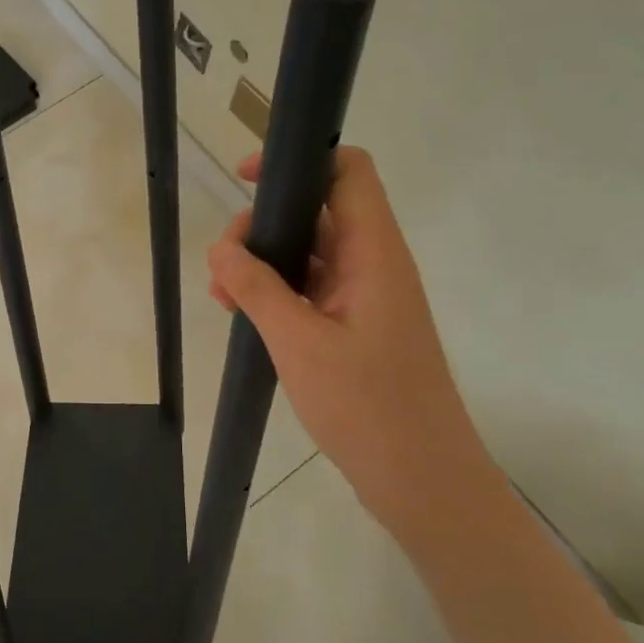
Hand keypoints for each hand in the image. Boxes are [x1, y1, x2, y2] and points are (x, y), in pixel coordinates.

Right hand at [207, 147, 497, 543]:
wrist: (423, 481)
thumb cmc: (369, 406)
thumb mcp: (299, 342)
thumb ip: (256, 288)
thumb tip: (221, 247)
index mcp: (374, 254)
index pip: (348, 172)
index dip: (299, 161)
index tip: (247, 179)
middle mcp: (373, 265)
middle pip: (317, 211)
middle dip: (263, 226)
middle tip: (223, 263)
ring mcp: (364, 297)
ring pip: (307, 253)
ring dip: (262, 264)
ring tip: (221, 295)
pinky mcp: (354, 326)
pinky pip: (309, 289)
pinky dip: (274, 293)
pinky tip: (240, 315)